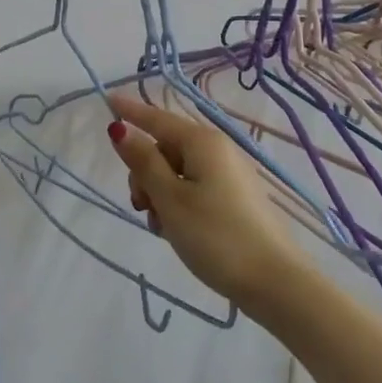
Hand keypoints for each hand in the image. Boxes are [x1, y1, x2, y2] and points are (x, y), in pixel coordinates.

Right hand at [105, 92, 310, 307]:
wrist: (274, 282)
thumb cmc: (215, 236)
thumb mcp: (170, 198)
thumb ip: (143, 162)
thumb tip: (121, 129)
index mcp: (202, 142)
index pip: (157, 118)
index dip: (131, 112)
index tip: (107, 100)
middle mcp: (218, 150)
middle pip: (165, 148)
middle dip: (144, 173)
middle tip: (141, 206)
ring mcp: (229, 174)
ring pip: (177, 171)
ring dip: (159, 193)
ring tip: (161, 226)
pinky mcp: (235, 198)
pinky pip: (195, 188)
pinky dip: (178, 203)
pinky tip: (176, 231)